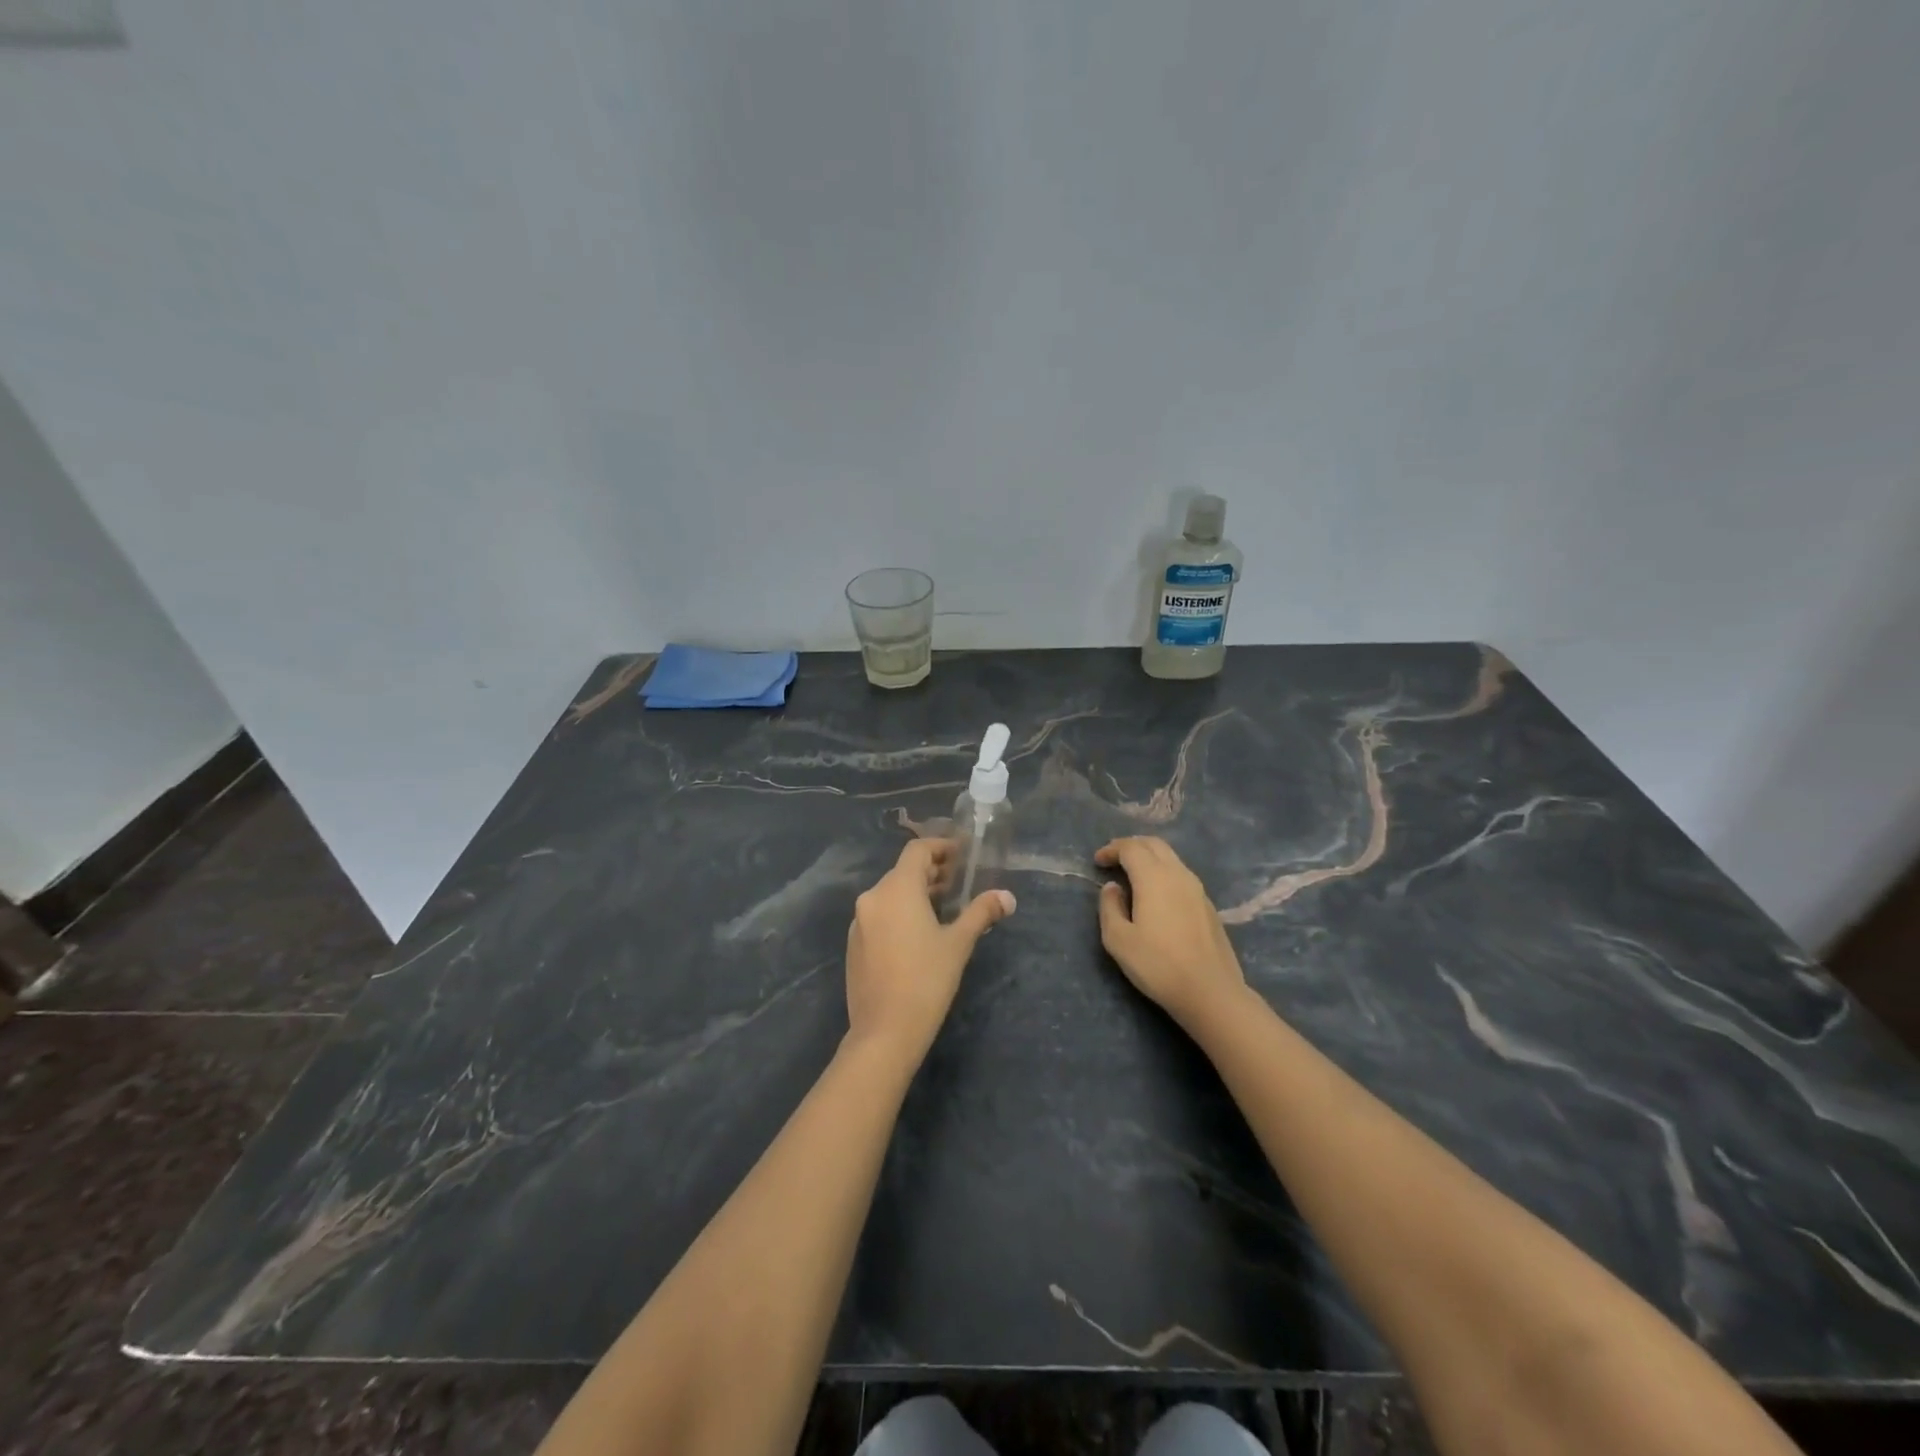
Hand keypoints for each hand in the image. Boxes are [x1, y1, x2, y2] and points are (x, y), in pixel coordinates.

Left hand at [845, 840, 1015, 1065]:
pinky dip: (900, 912)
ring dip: (917, 893)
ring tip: (944, 907)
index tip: (962, 854)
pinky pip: (880, 915)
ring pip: (891, 894)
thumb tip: (1008, 897)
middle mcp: (873, 897)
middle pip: (903, 871)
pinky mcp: (855, 944)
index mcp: (896, 889)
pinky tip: (920, 933)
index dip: (941, 848)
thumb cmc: (926, 980)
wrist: (884, 1032)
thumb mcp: (958, 943)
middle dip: (932, 872)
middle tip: (959, 882)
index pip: (917, 851)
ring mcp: (859, 922)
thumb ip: (981, 913)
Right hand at [1095, 836, 1247, 1032]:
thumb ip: (1110, 907)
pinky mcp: (1208, 905)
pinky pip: (1181, 875)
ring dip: (1149, 857)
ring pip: (1171, 858)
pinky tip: (1157, 894)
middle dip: (1131, 845)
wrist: (1210, 991)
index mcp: (1154, 877)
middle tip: (1114, 859)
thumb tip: (1113, 888)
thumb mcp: (1118, 940)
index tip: (1097, 862)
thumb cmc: (1158, 965)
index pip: (1131, 847)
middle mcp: (1178, 874)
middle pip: (1154, 844)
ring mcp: (1198, 889)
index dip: (1112, 849)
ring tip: (1133, 874)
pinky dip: (1164, 872)